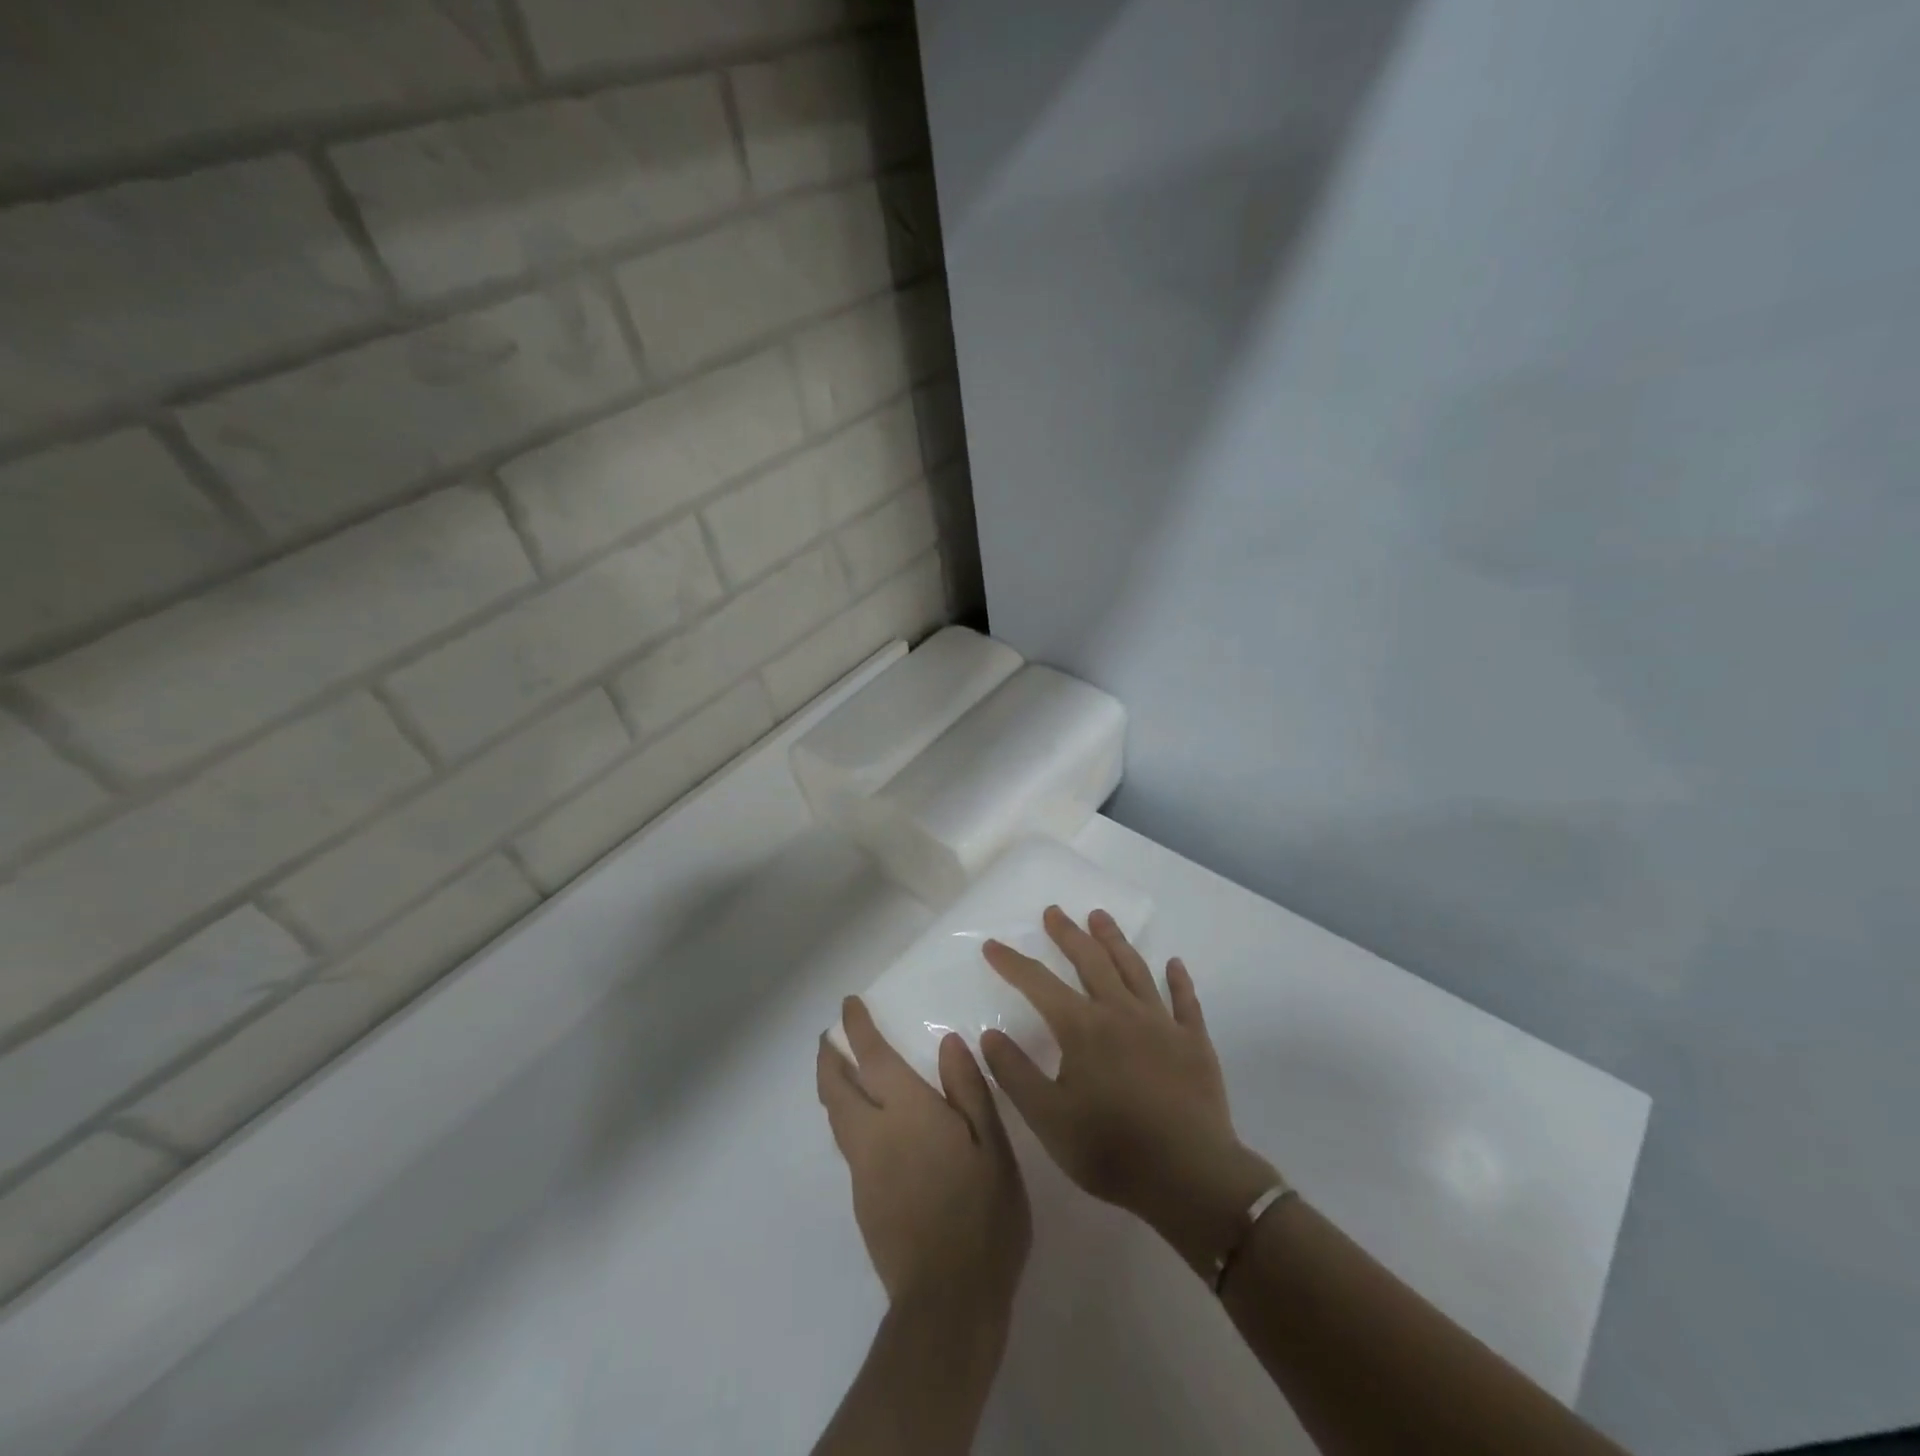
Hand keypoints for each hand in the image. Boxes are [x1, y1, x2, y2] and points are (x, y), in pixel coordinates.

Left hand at [818, 997, 1030, 1320]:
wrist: (948, 1299)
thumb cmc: (982, 1213)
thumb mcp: (992, 1145)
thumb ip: (967, 1089)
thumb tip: (948, 1043)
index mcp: (906, 1111)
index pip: (872, 1057)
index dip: (857, 1028)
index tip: (848, 1005)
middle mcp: (874, 1134)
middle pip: (836, 1087)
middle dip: (829, 1057)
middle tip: (830, 1037)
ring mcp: (863, 1171)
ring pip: (836, 1117)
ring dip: (832, 1087)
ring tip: (840, 1073)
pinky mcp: (863, 1201)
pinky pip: (848, 1145)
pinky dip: (847, 1120)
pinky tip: (868, 1128)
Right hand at [980, 908, 1280, 1276]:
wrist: (1190, 1177)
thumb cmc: (1111, 1149)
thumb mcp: (1048, 1119)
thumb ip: (1015, 1074)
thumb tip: (991, 1034)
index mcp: (1082, 1028)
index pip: (1038, 984)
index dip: (1013, 963)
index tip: (993, 944)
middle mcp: (1120, 1012)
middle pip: (1090, 960)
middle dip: (1068, 934)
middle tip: (1054, 912)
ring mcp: (1161, 1023)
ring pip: (1134, 968)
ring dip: (1115, 940)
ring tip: (1100, 917)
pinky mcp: (1193, 1041)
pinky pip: (1185, 1001)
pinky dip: (1178, 979)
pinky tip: (1174, 963)